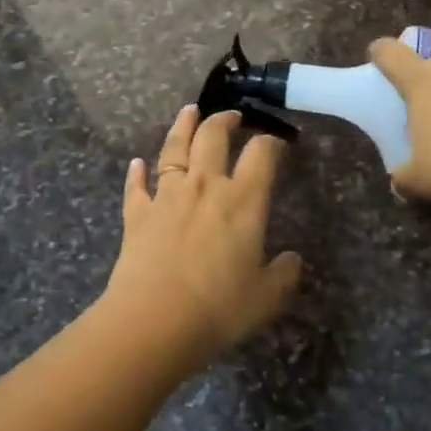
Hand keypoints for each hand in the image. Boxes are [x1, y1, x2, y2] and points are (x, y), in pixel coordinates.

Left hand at [105, 105, 302, 369]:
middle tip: (231, 116)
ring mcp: (166, 196)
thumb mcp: (266, 297)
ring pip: (173, 149)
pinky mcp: (137, 214)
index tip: (276, 143)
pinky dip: (137, 172)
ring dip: (181, 127)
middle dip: (224, 120)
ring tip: (188, 112)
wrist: (155, 319)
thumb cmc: (219, 307)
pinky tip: (137, 164)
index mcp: (243, 201)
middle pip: (212, 137)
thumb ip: (284, 274)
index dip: (271, 143)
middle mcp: (204, 186)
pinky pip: (137, 185)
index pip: (261, 155)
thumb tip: (293, 259)